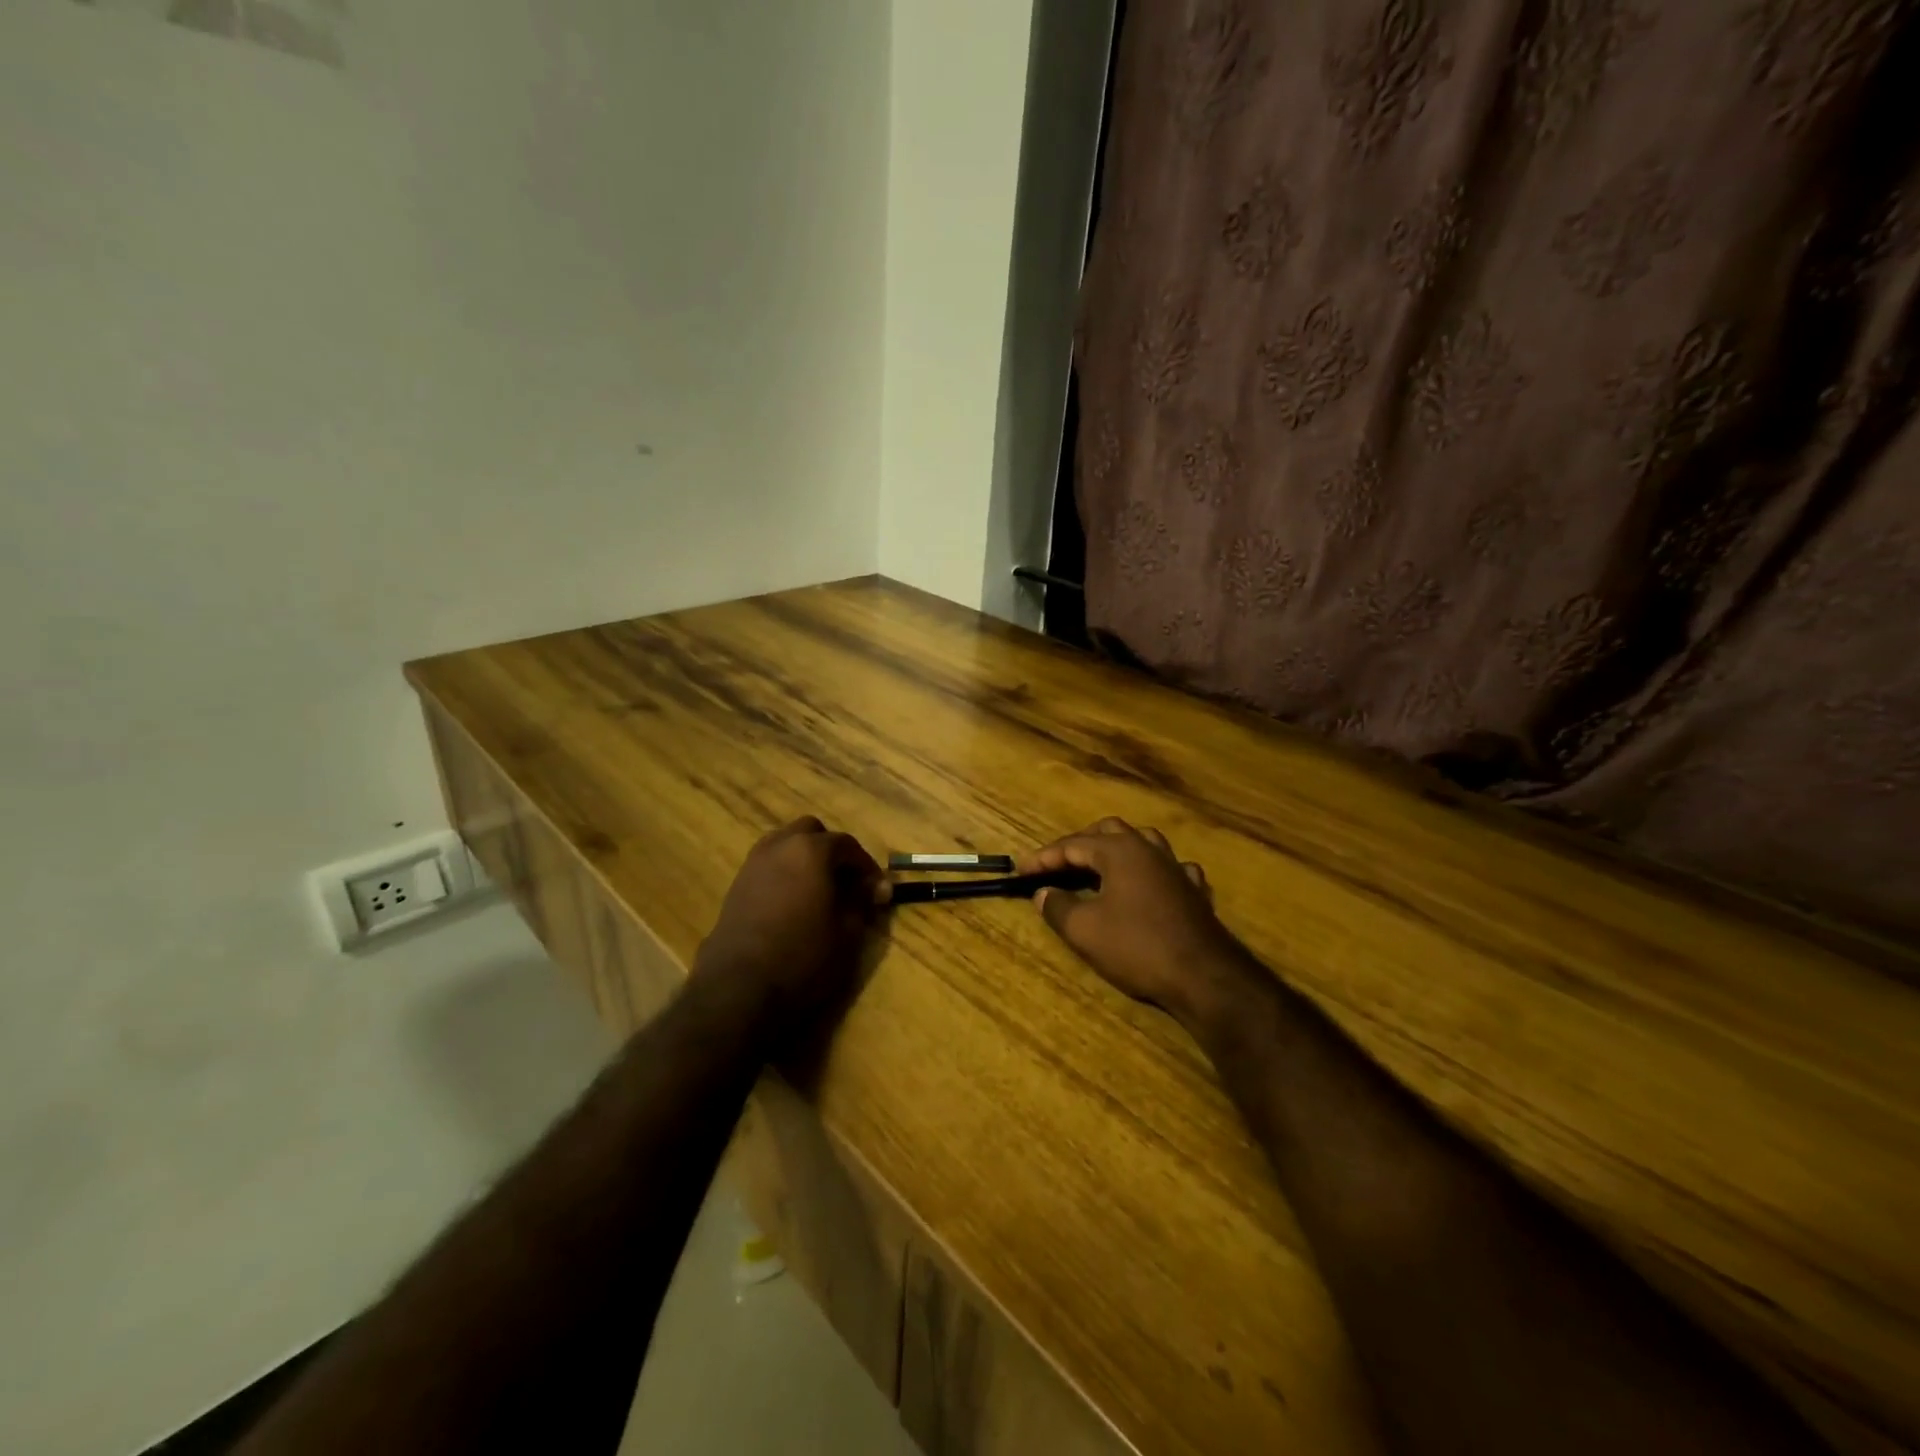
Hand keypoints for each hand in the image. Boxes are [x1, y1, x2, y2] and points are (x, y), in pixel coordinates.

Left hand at [692, 817, 883, 1029]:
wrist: (738, 988)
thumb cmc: (803, 957)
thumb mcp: (847, 933)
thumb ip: (862, 903)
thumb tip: (873, 889)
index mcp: (811, 850)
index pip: (847, 845)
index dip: (867, 867)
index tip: (878, 890)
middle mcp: (779, 846)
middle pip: (811, 832)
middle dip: (831, 850)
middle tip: (846, 881)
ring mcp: (753, 864)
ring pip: (784, 844)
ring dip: (804, 859)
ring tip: (818, 890)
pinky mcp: (736, 886)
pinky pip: (768, 866)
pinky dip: (784, 873)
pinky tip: (792, 903)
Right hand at [1020, 818, 1254, 1029]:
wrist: (1204, 975)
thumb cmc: (1137, 946)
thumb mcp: (1084, 930)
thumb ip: (1057, 906)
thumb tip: (1043, 893)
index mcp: (1120, 851)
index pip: (1073, 844)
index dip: (1044, 857)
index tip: (1021, 869)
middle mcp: (1149, 849)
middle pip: (1109, 831)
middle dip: (1080, 844)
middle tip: (1057, 864)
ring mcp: (1176, 868)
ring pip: (1143, 842)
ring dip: (1117, 850)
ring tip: (1100, 866)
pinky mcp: (1195, 892)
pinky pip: (1170, 868)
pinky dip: (1151, 872)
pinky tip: (1149, 884)